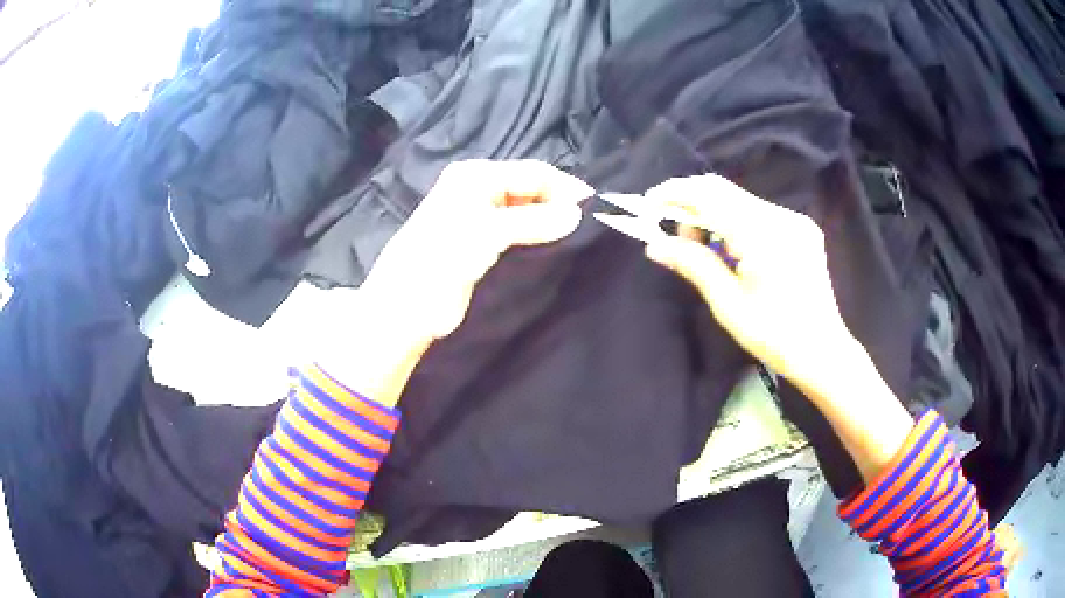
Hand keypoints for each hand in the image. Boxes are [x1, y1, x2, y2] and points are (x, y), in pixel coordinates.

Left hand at [362, 159, 592, 344]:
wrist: (405, 304)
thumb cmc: (442, 258)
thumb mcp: (488, 233)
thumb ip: (533, 221)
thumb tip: (576, 214)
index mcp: (475, 176)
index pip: (532, 172)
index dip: (564, 186)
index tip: (596, 207)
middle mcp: (478, 189)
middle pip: (530, 188)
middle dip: (558, 202)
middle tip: (589, 225)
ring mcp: (478, 216)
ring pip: (525, 210)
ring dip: (548, 221)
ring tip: (576, 237)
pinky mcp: (481, 243)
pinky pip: (517, 231)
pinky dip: (536, 236)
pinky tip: (553, 247)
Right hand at [642, 174, 917, 482]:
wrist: (823, 351)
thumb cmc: (775, 336)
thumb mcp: (728, 304)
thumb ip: (693, 265)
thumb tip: (655, 245)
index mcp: (764, 234)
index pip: (710, 195)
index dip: (676, 192)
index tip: (648, 202)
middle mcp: (782, 216)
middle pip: (725, 191)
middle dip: (692, 204)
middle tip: (673, 234)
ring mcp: (794, 220)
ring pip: (740, 201)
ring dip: (713, 216)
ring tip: (702, 250)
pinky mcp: (801, 229)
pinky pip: (758, 213)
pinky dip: (735, 224)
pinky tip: (731, 251)